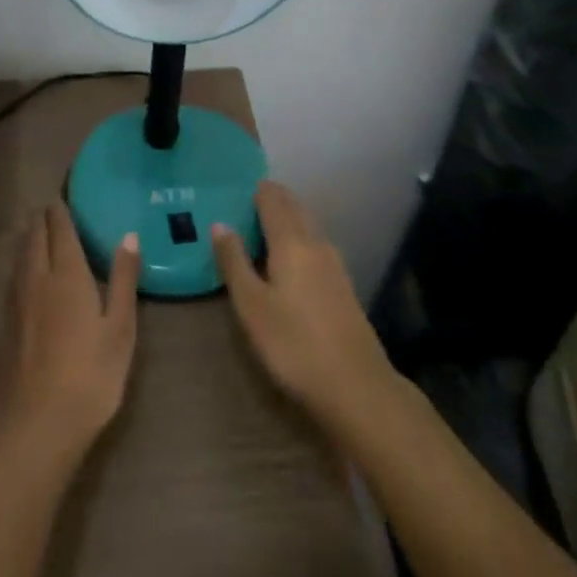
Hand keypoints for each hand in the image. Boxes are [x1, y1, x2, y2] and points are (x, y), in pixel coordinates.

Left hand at [0, 204, 140, 463]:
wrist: (36, 428)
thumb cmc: (90, 377)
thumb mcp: (120, 329)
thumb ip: (124, 279)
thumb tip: (129, 235)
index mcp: (66, 274)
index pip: (59, 228)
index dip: (60, 209)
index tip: (63, 197)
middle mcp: (36, 278)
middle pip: (34, 236)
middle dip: (41, 218)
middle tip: (50, 209)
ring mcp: (15, 302)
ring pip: (19, 255)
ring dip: (28, 237)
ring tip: (36, 230)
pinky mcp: (3, 325)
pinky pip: (11, 278)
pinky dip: (19, 263)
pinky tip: (25, 274)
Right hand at [213, 182, 400, 433]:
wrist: (357, 387)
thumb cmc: (294, 344)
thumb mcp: (251, 306)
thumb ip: (234, 262)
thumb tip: (219, 224)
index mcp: (291, 241)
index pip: (272, 198)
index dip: (254, 189)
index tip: (233, 191)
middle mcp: (316, 243)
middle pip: (293, 207)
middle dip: (270, 200)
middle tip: (241, 207)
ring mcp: (334, 264)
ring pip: (307, 226)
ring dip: (285, 220)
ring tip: (258, 231)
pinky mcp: (343, 285)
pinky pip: (315, 246)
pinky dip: (297, 240)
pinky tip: (286, 262)